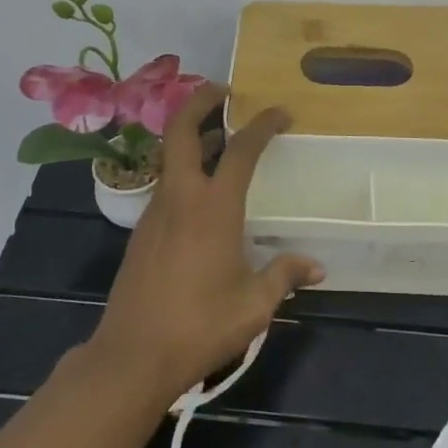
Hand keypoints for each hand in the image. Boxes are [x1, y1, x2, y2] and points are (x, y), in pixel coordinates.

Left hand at [86, 84, 323, 406]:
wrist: (132, 355)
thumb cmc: (199, 325)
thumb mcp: (253, 305)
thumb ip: (284, 276)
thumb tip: (316, 266)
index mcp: (213, 207)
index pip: (240, 149)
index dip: (262, 125)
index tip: (280, 112)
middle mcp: (180, 197)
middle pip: (181, 130)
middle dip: (200, 102)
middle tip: (224, 91)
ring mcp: (155, 212)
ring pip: (170, 156)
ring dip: (192, 136)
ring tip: (219, 138)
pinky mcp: (142, 231)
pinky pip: (165, 183)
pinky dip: (184, 169)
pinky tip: (202, 193)